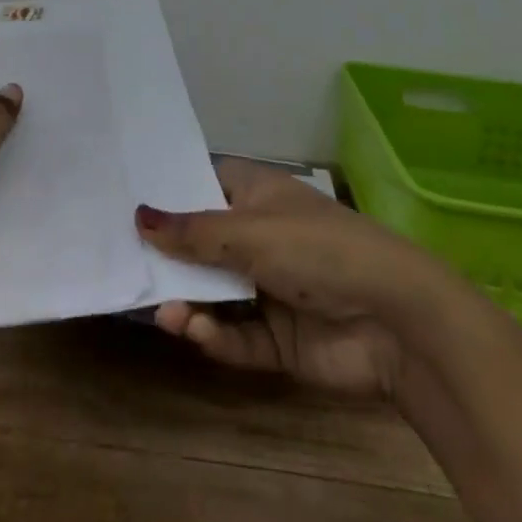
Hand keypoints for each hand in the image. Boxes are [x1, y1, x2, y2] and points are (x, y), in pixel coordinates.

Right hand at [135, 158, 458, 408]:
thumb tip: (138, 214)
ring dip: (189, 303)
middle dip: (169, 258)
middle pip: (202, 244)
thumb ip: (192, 232)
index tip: (124, 201)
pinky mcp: (279, 338)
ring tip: (164, 313)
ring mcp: (270, 288)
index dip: (169, 192)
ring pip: (214, 294)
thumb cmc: (318, 250)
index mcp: (258, 196)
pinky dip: (216, 336)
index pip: (203, 183)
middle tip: (125, 266)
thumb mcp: (250, 232)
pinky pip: (236, 336)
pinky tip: (196, 333)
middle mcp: (260, 237)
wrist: (397, 322)